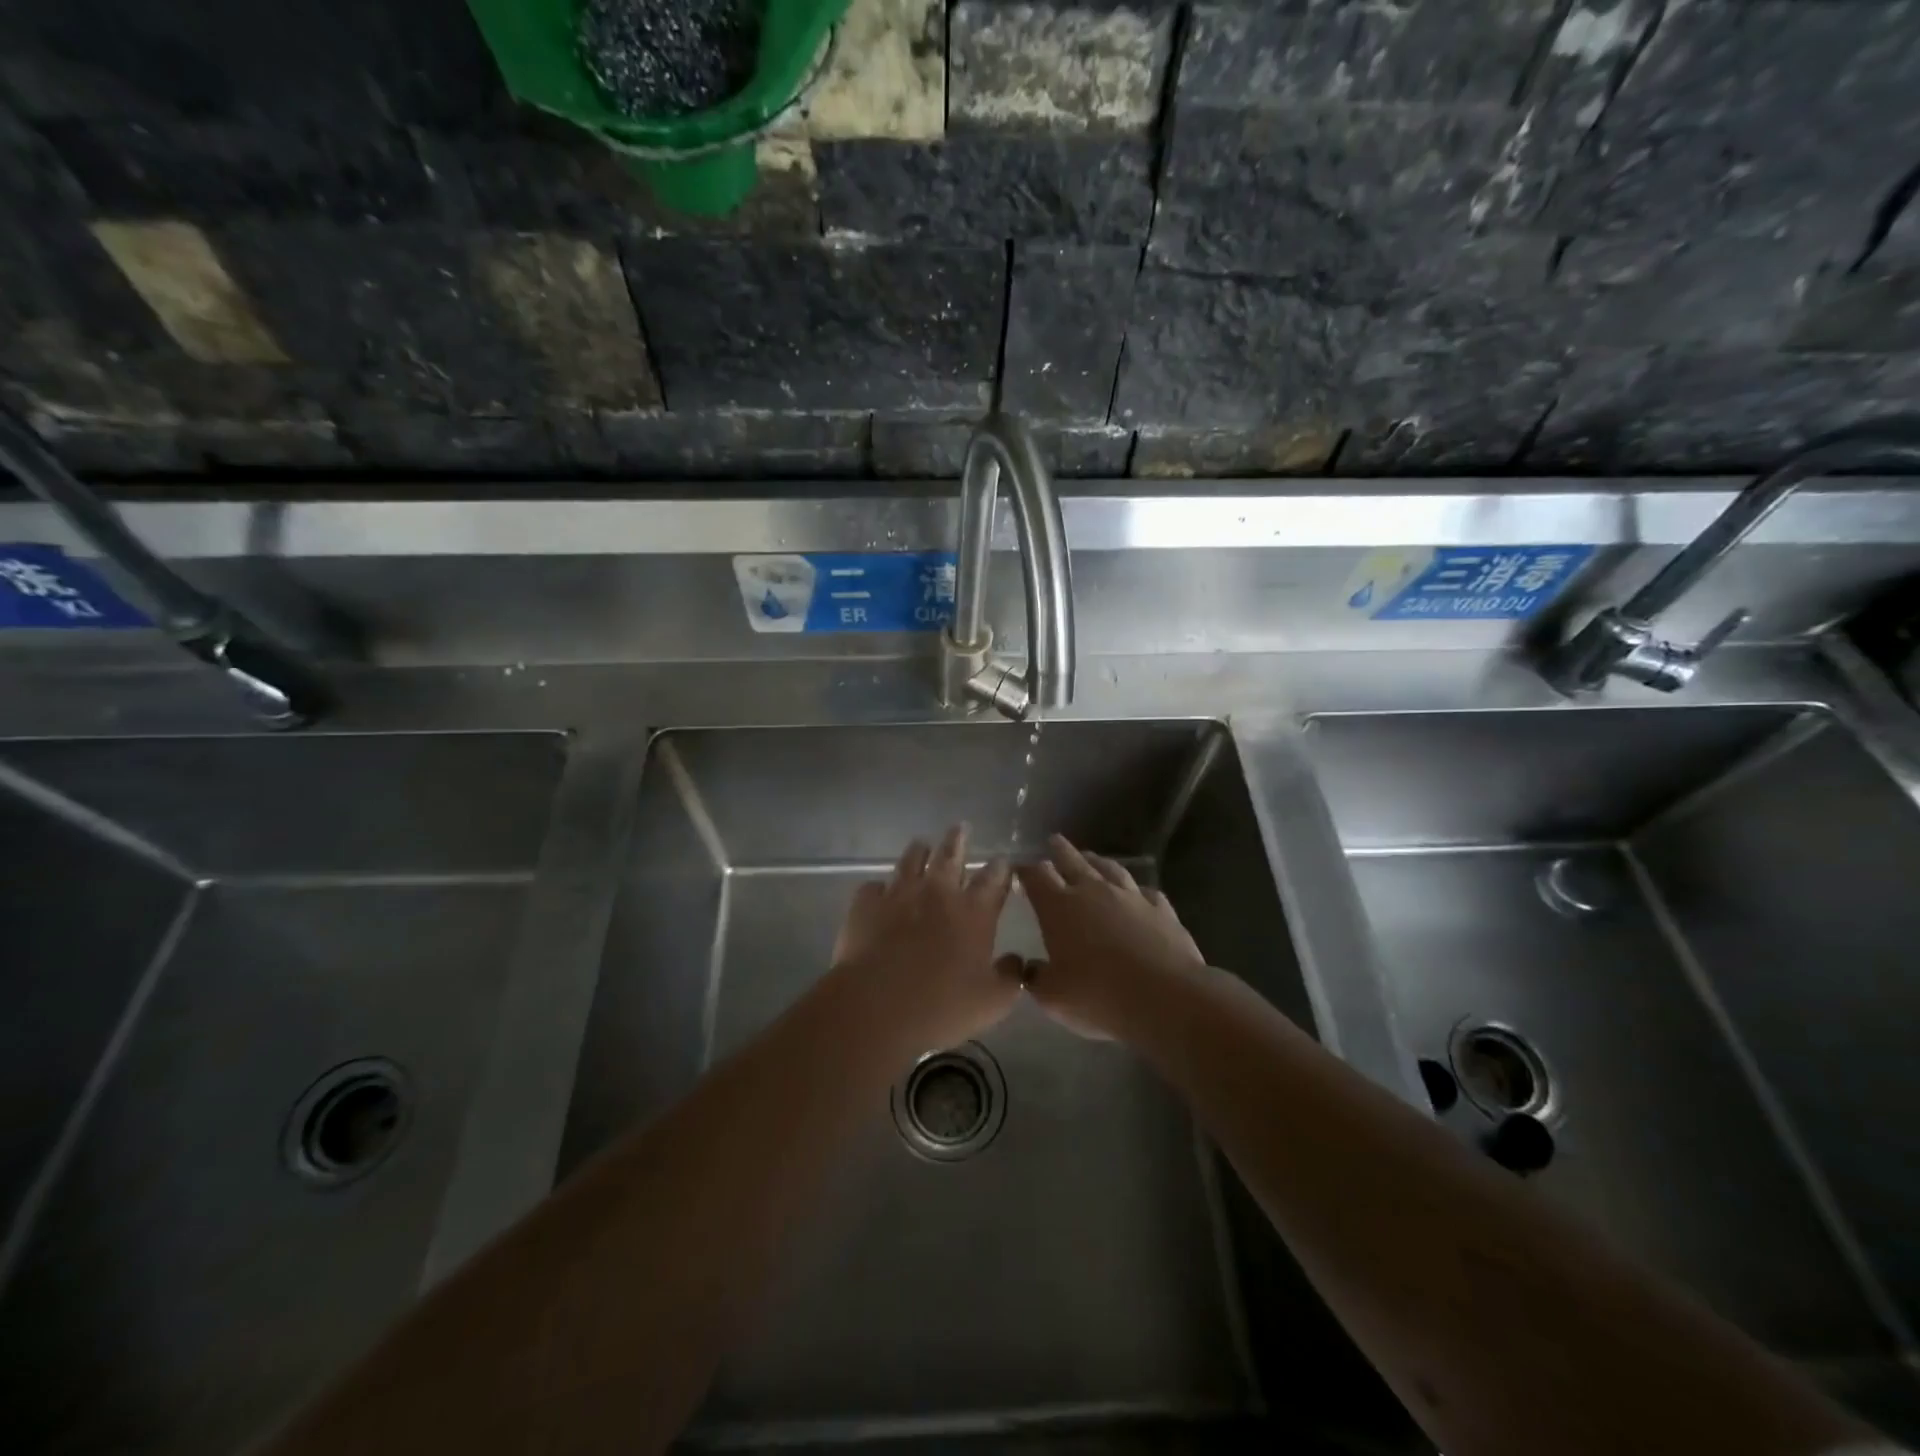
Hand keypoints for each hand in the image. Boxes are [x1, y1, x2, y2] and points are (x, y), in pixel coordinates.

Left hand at [830, 824, 1019, 1058]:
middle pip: (950, 856)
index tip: (1003, 859)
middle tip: (961, 827)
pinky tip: (879, 892)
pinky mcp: (866, 904)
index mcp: (973, 913)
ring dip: (919, 851)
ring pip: (911, 860)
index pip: (993, 880)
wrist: (877, 1005)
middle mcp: (938, 893)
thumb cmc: (942, 1006)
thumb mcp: (993, 1002)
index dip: (1000, 868)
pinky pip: (874, 887)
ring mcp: (899, 894)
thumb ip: (1011, 977)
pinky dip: (880, 888)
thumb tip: (1017, 960)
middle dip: (958, 840)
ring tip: (922, 845)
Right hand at [1016, 834, 1206, 1040]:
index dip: (1026, 870)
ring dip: (1097, 861)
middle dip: (1060, 850)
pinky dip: (1136, 890)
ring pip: (1109, 869)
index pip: (1036, 877)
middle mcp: (1093, 892)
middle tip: (1054, 840)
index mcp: (1059, 907)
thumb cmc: (1098, 995)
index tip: (1019, 869)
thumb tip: (1030, 968)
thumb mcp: (1053, 996)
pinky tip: (1138, 893)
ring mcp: (1130, 897)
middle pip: (1072, 861)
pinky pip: (1145, 892)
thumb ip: (1037, 978)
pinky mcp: (1161, 909)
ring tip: (1091, 857)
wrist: (1165, 997)